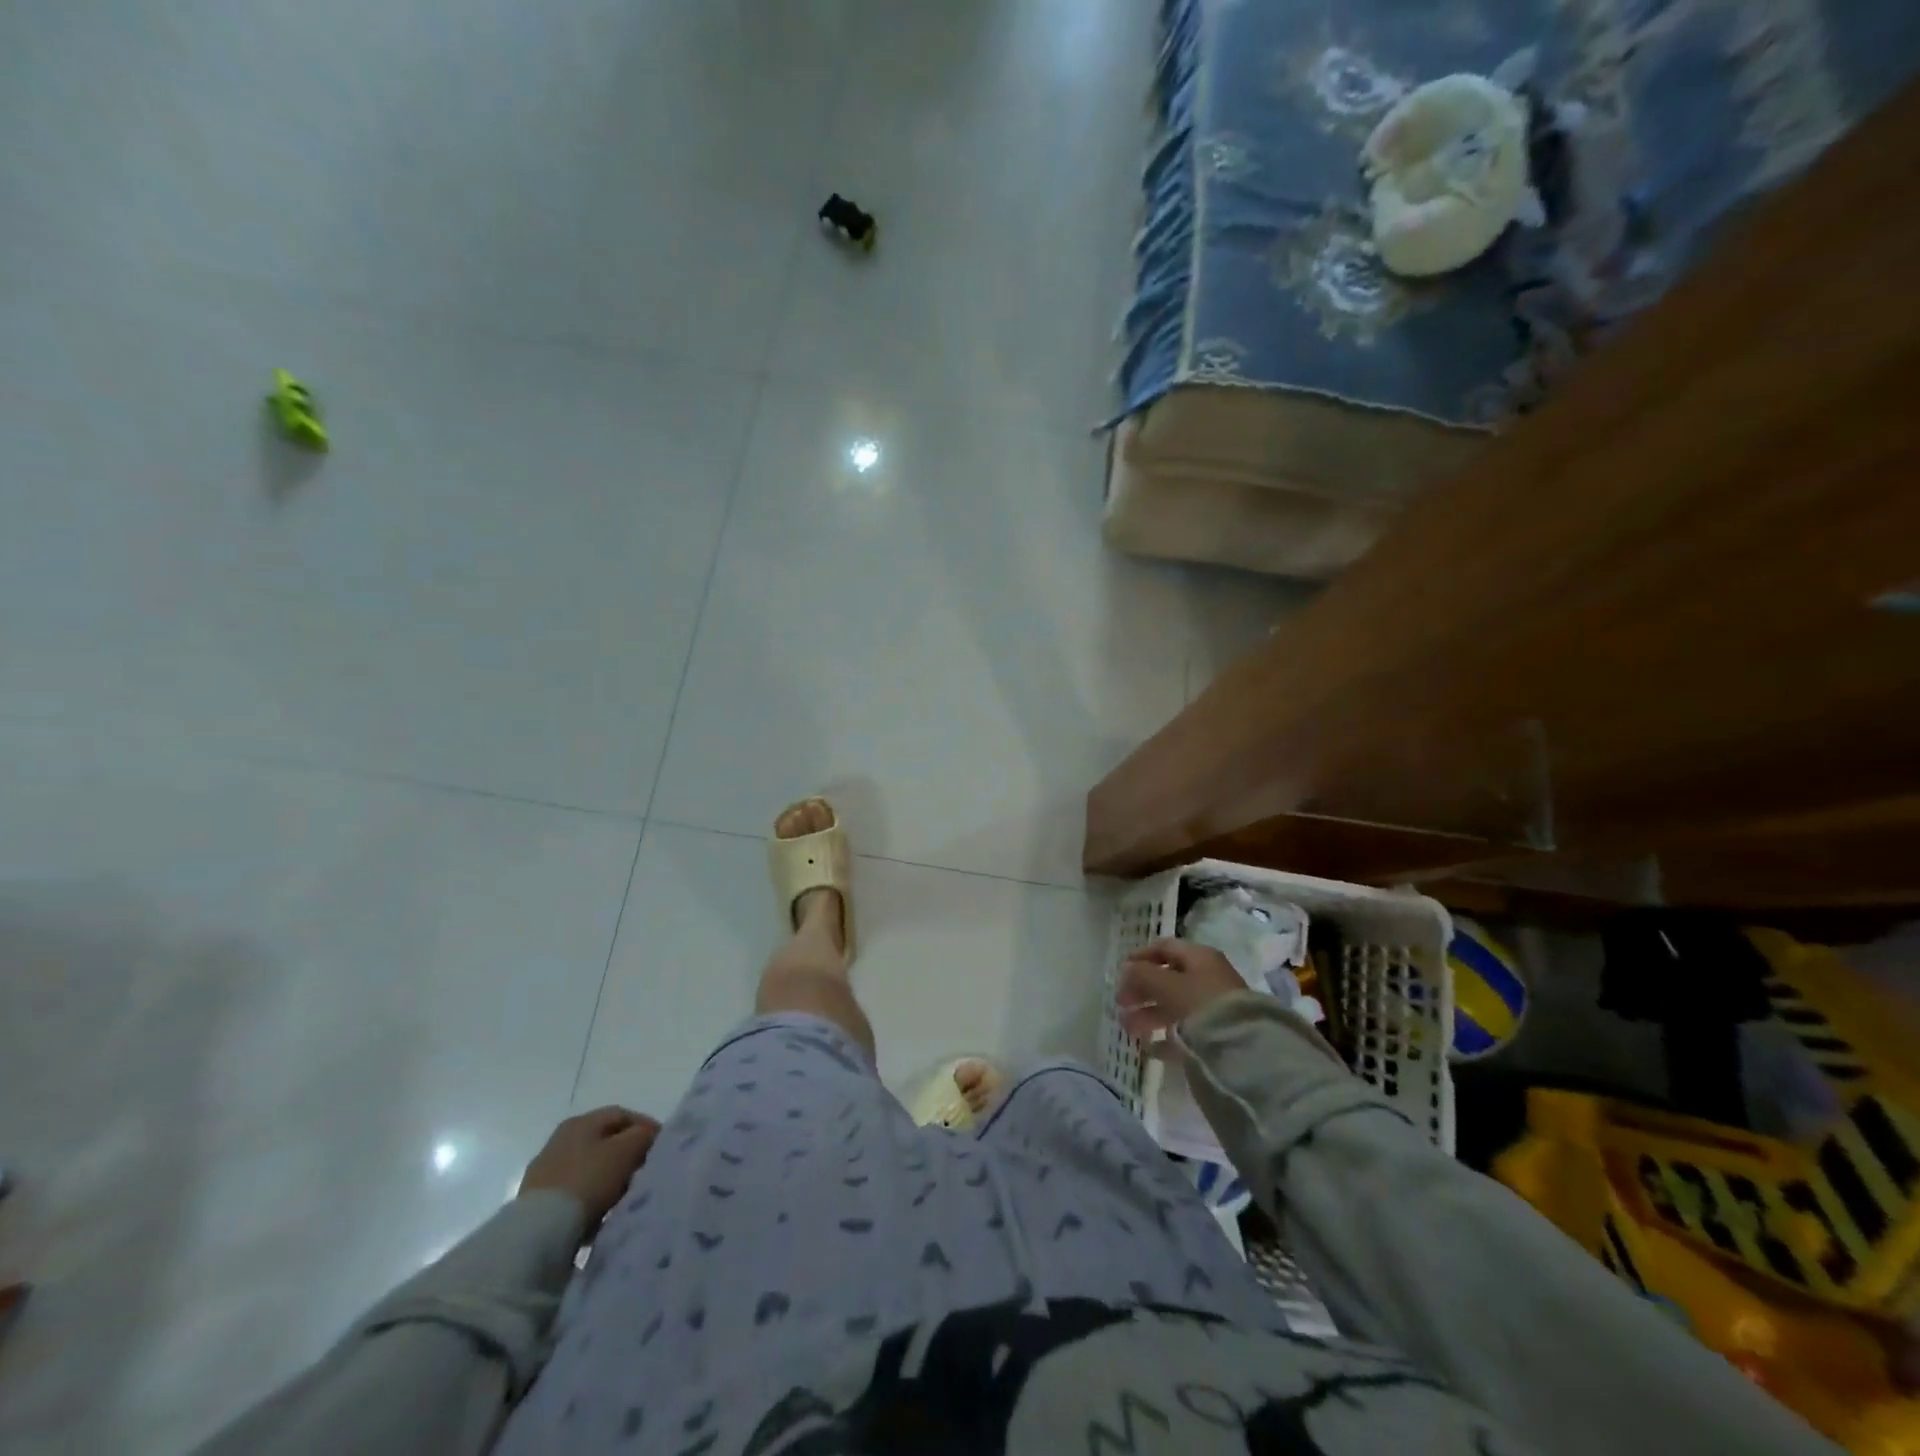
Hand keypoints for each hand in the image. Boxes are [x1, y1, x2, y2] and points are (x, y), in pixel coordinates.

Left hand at [520, 1107, 659, 1229]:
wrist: (538, 1231)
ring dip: (609, 1176)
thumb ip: (643, 1135)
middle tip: (644, 1171)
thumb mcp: (626, 1151)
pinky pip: (574, 1190)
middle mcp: (560, 1140)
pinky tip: (600, 1211)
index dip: (645, 1126)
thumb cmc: (588, 1180)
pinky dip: (591, 1196)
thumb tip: (648, 1134)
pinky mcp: (536, 1200)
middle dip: (627, 1153)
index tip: (661, 1146)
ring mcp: (545, 1171)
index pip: (621, 1114)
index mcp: (580, 1122)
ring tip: (624, 1195)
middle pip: (604, 1140)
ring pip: (589, 1166)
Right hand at [1116, 938, 1246, 1040]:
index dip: (1140, 956)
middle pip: (1168, 978)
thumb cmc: (1202, 1005)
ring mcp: (1212, 1006)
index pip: (1165, 948)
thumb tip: (1126, 968)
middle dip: (1141, 989)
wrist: (1244, 1049)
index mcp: (1199, 958)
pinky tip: (1150, 1047)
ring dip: (1148, 1013)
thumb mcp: (1167, 985)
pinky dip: (1165, 1035)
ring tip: (1127, 1028)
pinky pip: (1185, 1030)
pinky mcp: (1215, 1034)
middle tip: (1120, 1003)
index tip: (1120, 971)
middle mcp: (1207, 977)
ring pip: (1174, 1005)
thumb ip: (1143, 974)